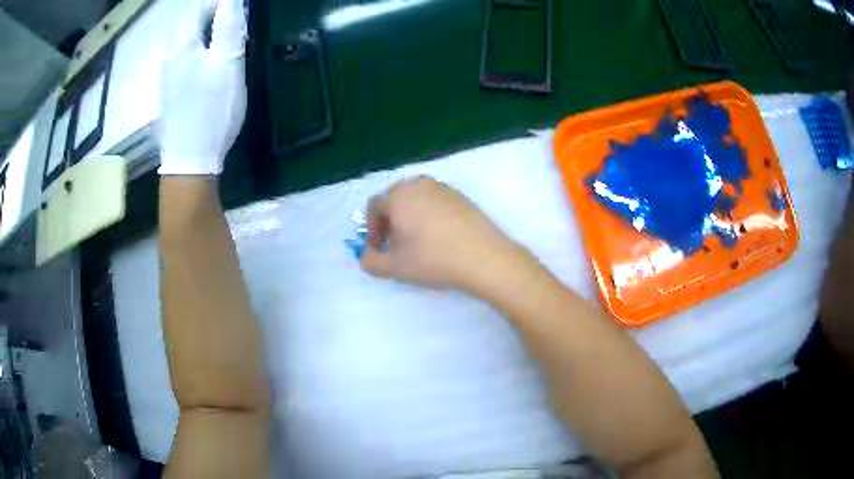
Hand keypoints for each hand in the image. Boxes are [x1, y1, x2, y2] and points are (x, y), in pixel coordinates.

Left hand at [156, 0, 246, 175]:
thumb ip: (229, 27)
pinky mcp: (168, 95)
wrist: (190, 160)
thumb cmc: (212, 110)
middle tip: (233, 32)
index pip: (200, 9)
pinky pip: (183, 63)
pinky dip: (198, 58)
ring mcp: (166, 78)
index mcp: (183, 46)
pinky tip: (207, 72)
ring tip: (223, 50)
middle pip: (192, 26)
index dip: (219, 6)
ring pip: (187, 45)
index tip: (235, 14)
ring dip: (206, 40)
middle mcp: (170, 57)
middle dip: (212, 22)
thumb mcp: (228, 64)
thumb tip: (231, 1)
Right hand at [360, 177, 529, 294]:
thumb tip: (366, 257)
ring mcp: (443, 188)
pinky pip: (435, 201)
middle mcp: (419, 184)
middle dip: (389, 221)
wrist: (483, 257)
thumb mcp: (395, 267)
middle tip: (395, 244)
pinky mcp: (461, 196)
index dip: (372, 229)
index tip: (379, 249)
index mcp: (398, 196)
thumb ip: (371, 261)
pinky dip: (429, 214)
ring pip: (416, 199)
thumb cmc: (433, 260)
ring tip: (417, 241)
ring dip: (409, 217)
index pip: (374, 207)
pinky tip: (439, 236)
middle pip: (395, 199)